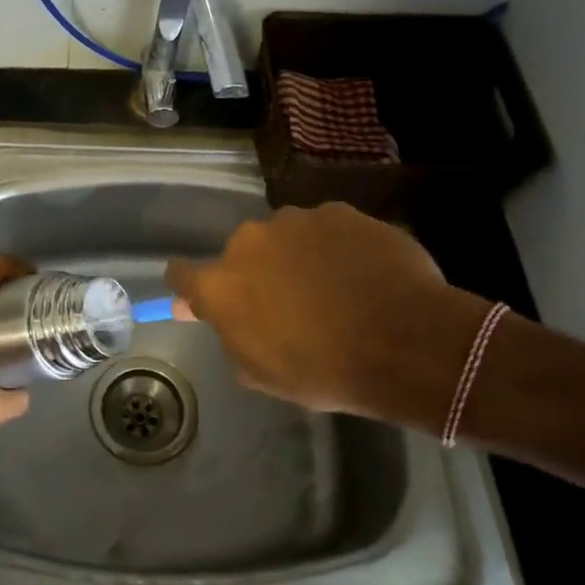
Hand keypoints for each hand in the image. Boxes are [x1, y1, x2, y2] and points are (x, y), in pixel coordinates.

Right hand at [166, 202, 488, 426]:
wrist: (404, 342)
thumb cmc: (324, 370)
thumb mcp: (262, 373)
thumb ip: (229, 335)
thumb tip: (206, 312)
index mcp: (222, 284)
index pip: (180, 273)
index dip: (190, 287)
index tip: (203, 300)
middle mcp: (248, 241)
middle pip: (241, 253)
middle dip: (257, 272)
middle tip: (288, 302)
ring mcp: (296, 220)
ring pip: (284, 236)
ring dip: (296, 255)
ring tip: (334, 286)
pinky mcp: (339, 211)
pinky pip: (326, 228)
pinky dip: (335, 246)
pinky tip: (362, 272)